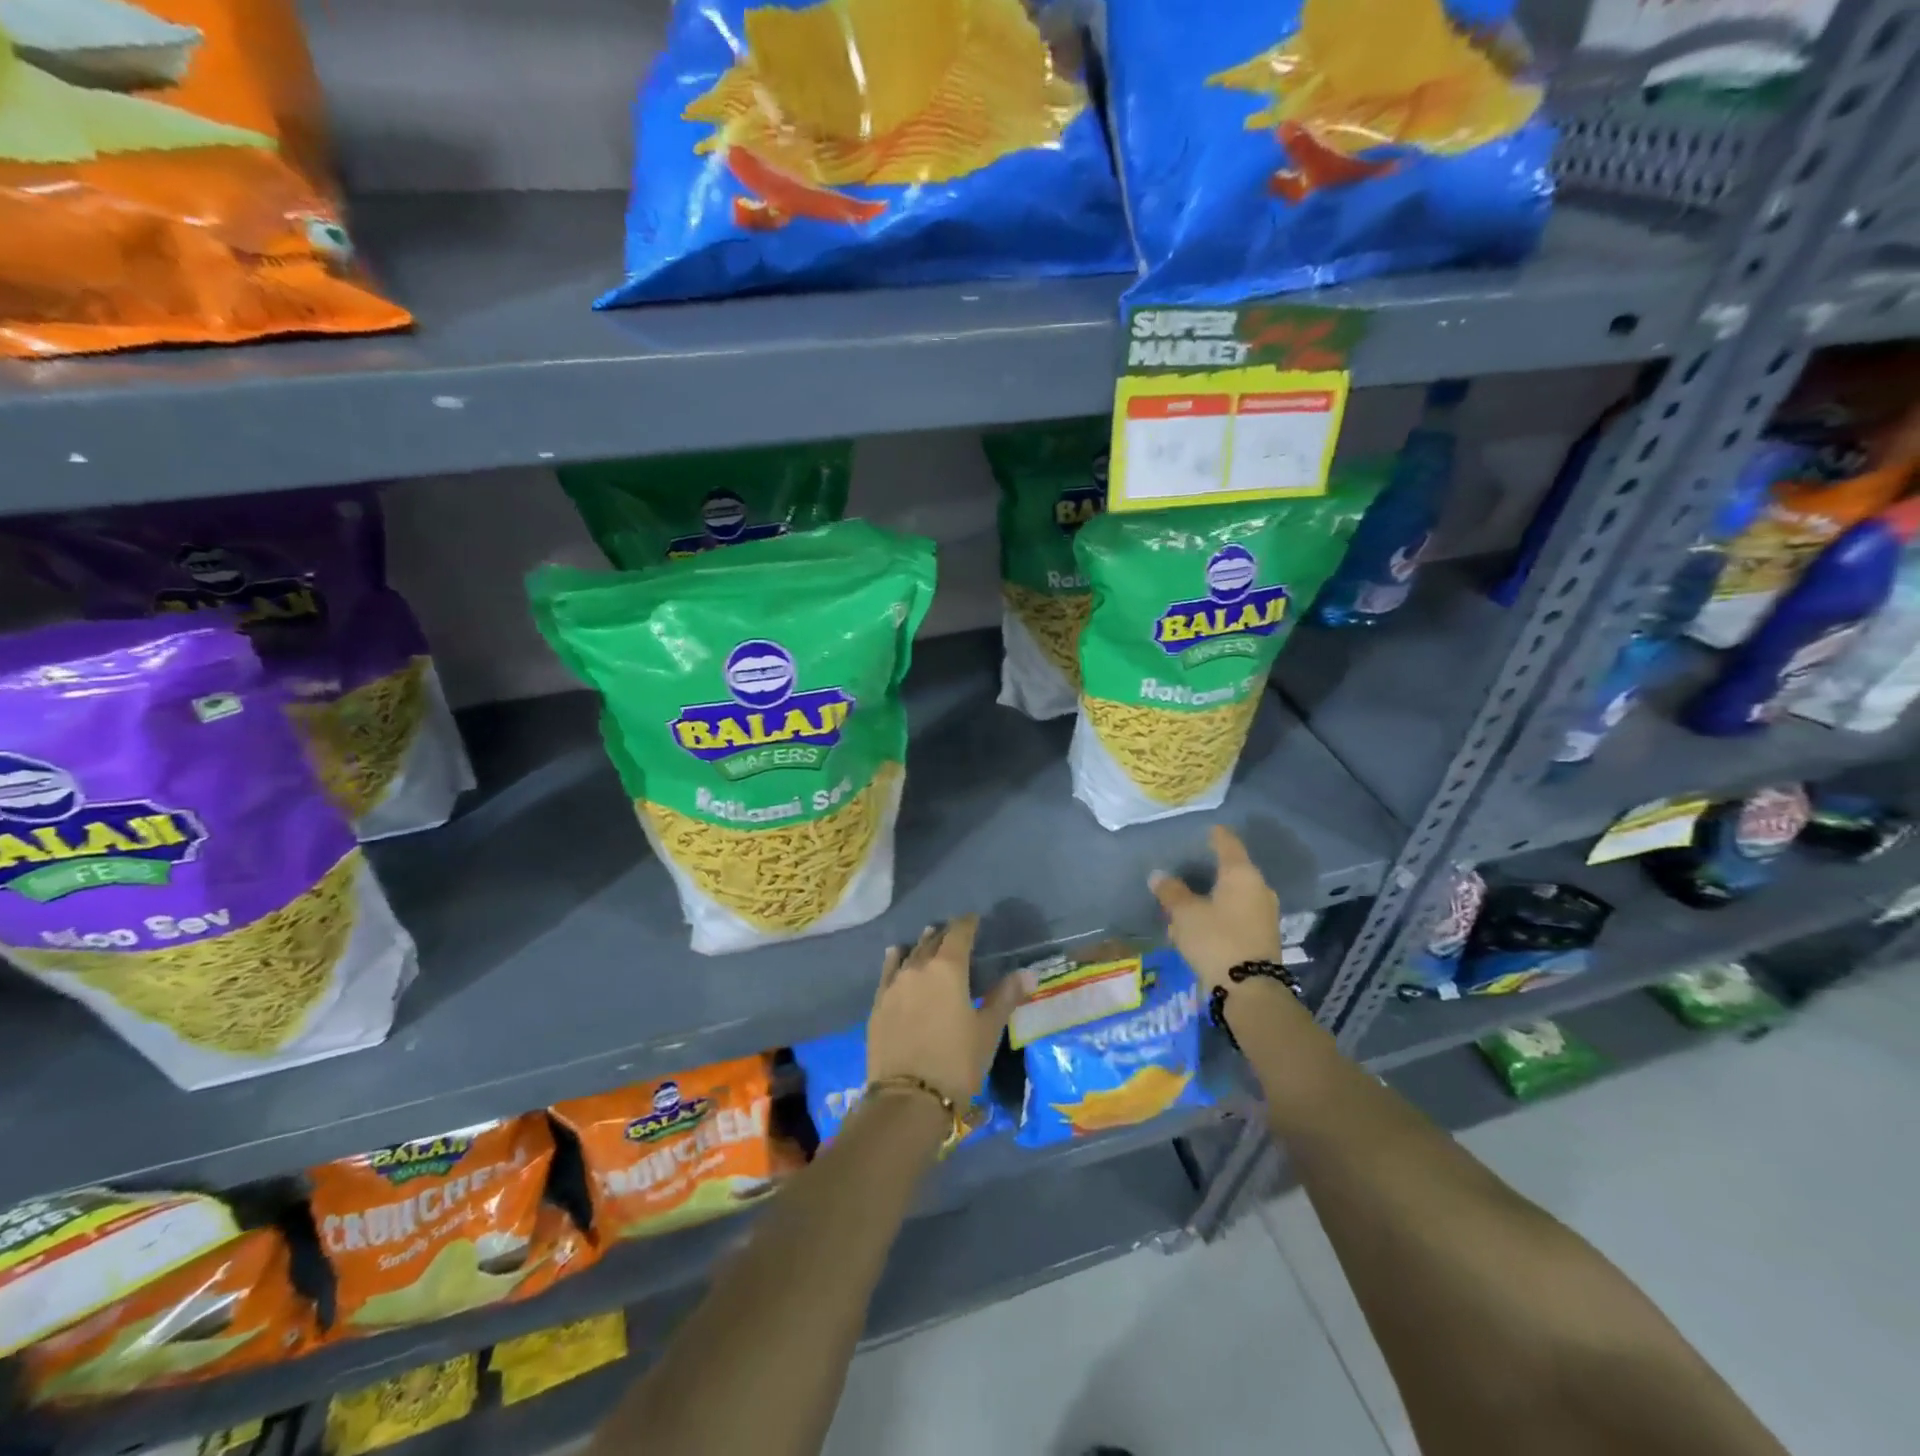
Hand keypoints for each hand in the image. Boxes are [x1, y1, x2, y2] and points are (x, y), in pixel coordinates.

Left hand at [866, 915, 1030, 1106]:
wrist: (908, 1098)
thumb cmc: (956, 1062)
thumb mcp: (988, 1030)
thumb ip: (1005, 997)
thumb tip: (1028, 973)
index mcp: (948, 968)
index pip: (959, 934)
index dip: (967, 924)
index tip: (974, 919)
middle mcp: (918, 968)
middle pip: (933, 942)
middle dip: (945, 935)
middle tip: (954, 933)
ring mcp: (894, 985)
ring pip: (910, 955)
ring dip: (921, 945)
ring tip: (928, 937)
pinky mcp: (879, 1004)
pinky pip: (888, 972)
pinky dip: (895, 960)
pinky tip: (896, 955)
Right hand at [1149, 825, 1282, 992]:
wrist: (1250, 989)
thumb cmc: (1216, 939)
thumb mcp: (1185, 914)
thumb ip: (1171, 892)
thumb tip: (1159, 875)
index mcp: (1241, 874)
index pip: (1228, 844)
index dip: (1216, 835)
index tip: (1207, 829)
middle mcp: (1258, 888)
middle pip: (1232, 871)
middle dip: (1210, 871)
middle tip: (1189, 870)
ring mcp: (1264, 914)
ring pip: (1233, 896)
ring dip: (1212, 898)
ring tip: (1187, 904)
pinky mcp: (1263, 936)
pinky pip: (1237, 916)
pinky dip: (1219, 915)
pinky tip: (1200, 927)